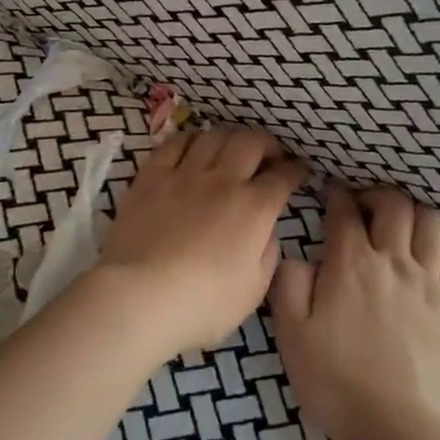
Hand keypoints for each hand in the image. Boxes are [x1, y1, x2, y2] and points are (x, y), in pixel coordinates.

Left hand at [91, 127, 308, 358]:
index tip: (299, 171)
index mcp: (254, 208)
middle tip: (268, 156)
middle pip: (251, 142)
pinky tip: (193, 147)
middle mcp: (223, 180)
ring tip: (231, 150)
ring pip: (213, 136)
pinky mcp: (151, 177)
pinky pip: (174, 143)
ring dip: (229, 138)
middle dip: (267, 144)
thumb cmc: (203, 303)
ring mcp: (185, 174)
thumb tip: (266, 232)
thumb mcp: (253, 290)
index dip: (296, 170)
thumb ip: (267, 254)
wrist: (140, 297)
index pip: (283, 176)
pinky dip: (190, 140)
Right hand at [272, 184, 439, 439]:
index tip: (330, 193)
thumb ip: (288, 284)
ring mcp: (429, 282)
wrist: (398, 427)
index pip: (345, 211)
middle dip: (376, 196)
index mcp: (352, 263)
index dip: (337, 196)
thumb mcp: (291, 334)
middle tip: (364, 208)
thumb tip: (296, 256)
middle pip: (394, 204)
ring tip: (400, 226)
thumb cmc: (336, 381)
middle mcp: (394, 261)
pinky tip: (430, 251)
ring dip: (414, 213)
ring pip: (432, 222)